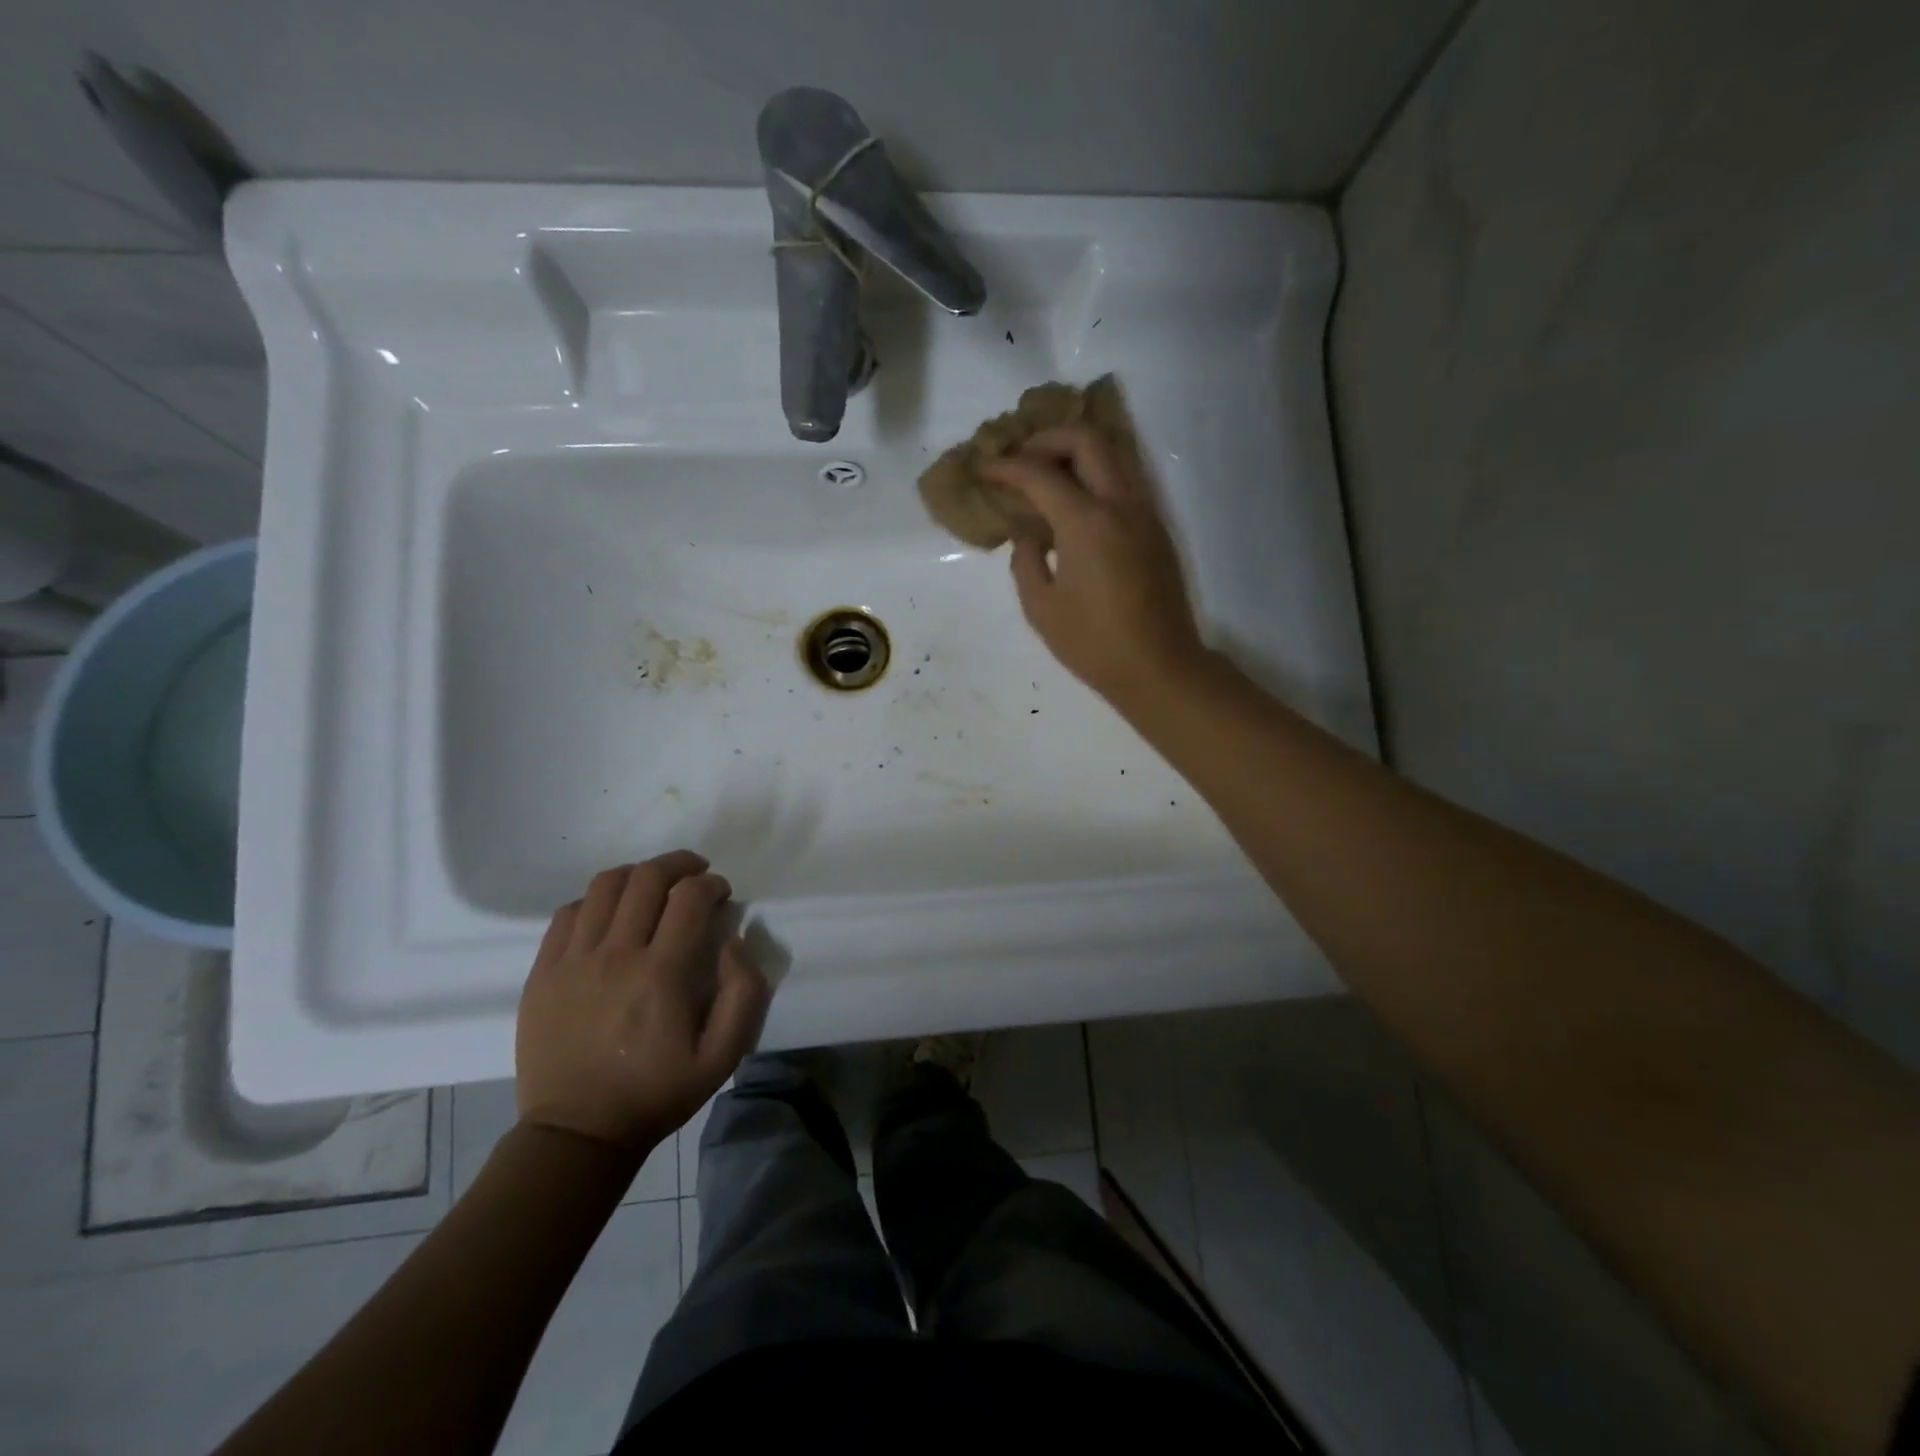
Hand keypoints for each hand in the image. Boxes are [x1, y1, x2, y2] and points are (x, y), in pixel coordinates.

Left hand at [515, 852, 768, 1155]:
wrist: (577, 1133)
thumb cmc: (658, 1092)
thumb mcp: (723, 1055)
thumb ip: (745, 992)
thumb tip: (734, 940)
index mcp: (662, 974)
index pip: (690, 897)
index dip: (712, 884)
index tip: (721, 895)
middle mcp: (616, 955)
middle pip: (647, 878)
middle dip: (680, 864)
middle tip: (695, 874)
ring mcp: (573, 961)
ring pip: (605, 885)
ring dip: (638, 874)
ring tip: (654, 885)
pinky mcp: (543, 972)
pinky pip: (568, 912)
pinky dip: (596, 900)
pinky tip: (611, 914)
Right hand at [981, 425, 1205, 708]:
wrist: (1158, 667)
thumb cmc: (1093, 643)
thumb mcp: (1041, 608)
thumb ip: (1026, 561)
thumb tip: (1028, 535)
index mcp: (1086, 522)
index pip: (1039, 473)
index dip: (1006, 466)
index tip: (983, 467)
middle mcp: (1120, 504)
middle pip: (1086, 440)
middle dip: (1047, 439)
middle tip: (1020, 459)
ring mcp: (1144, 513)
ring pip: (1113, 454)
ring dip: (1076, 452)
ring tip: (1046, 474)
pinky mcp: (1156, 529)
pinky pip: (1125, 481)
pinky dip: (1096, 475)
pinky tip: (1074, 505)